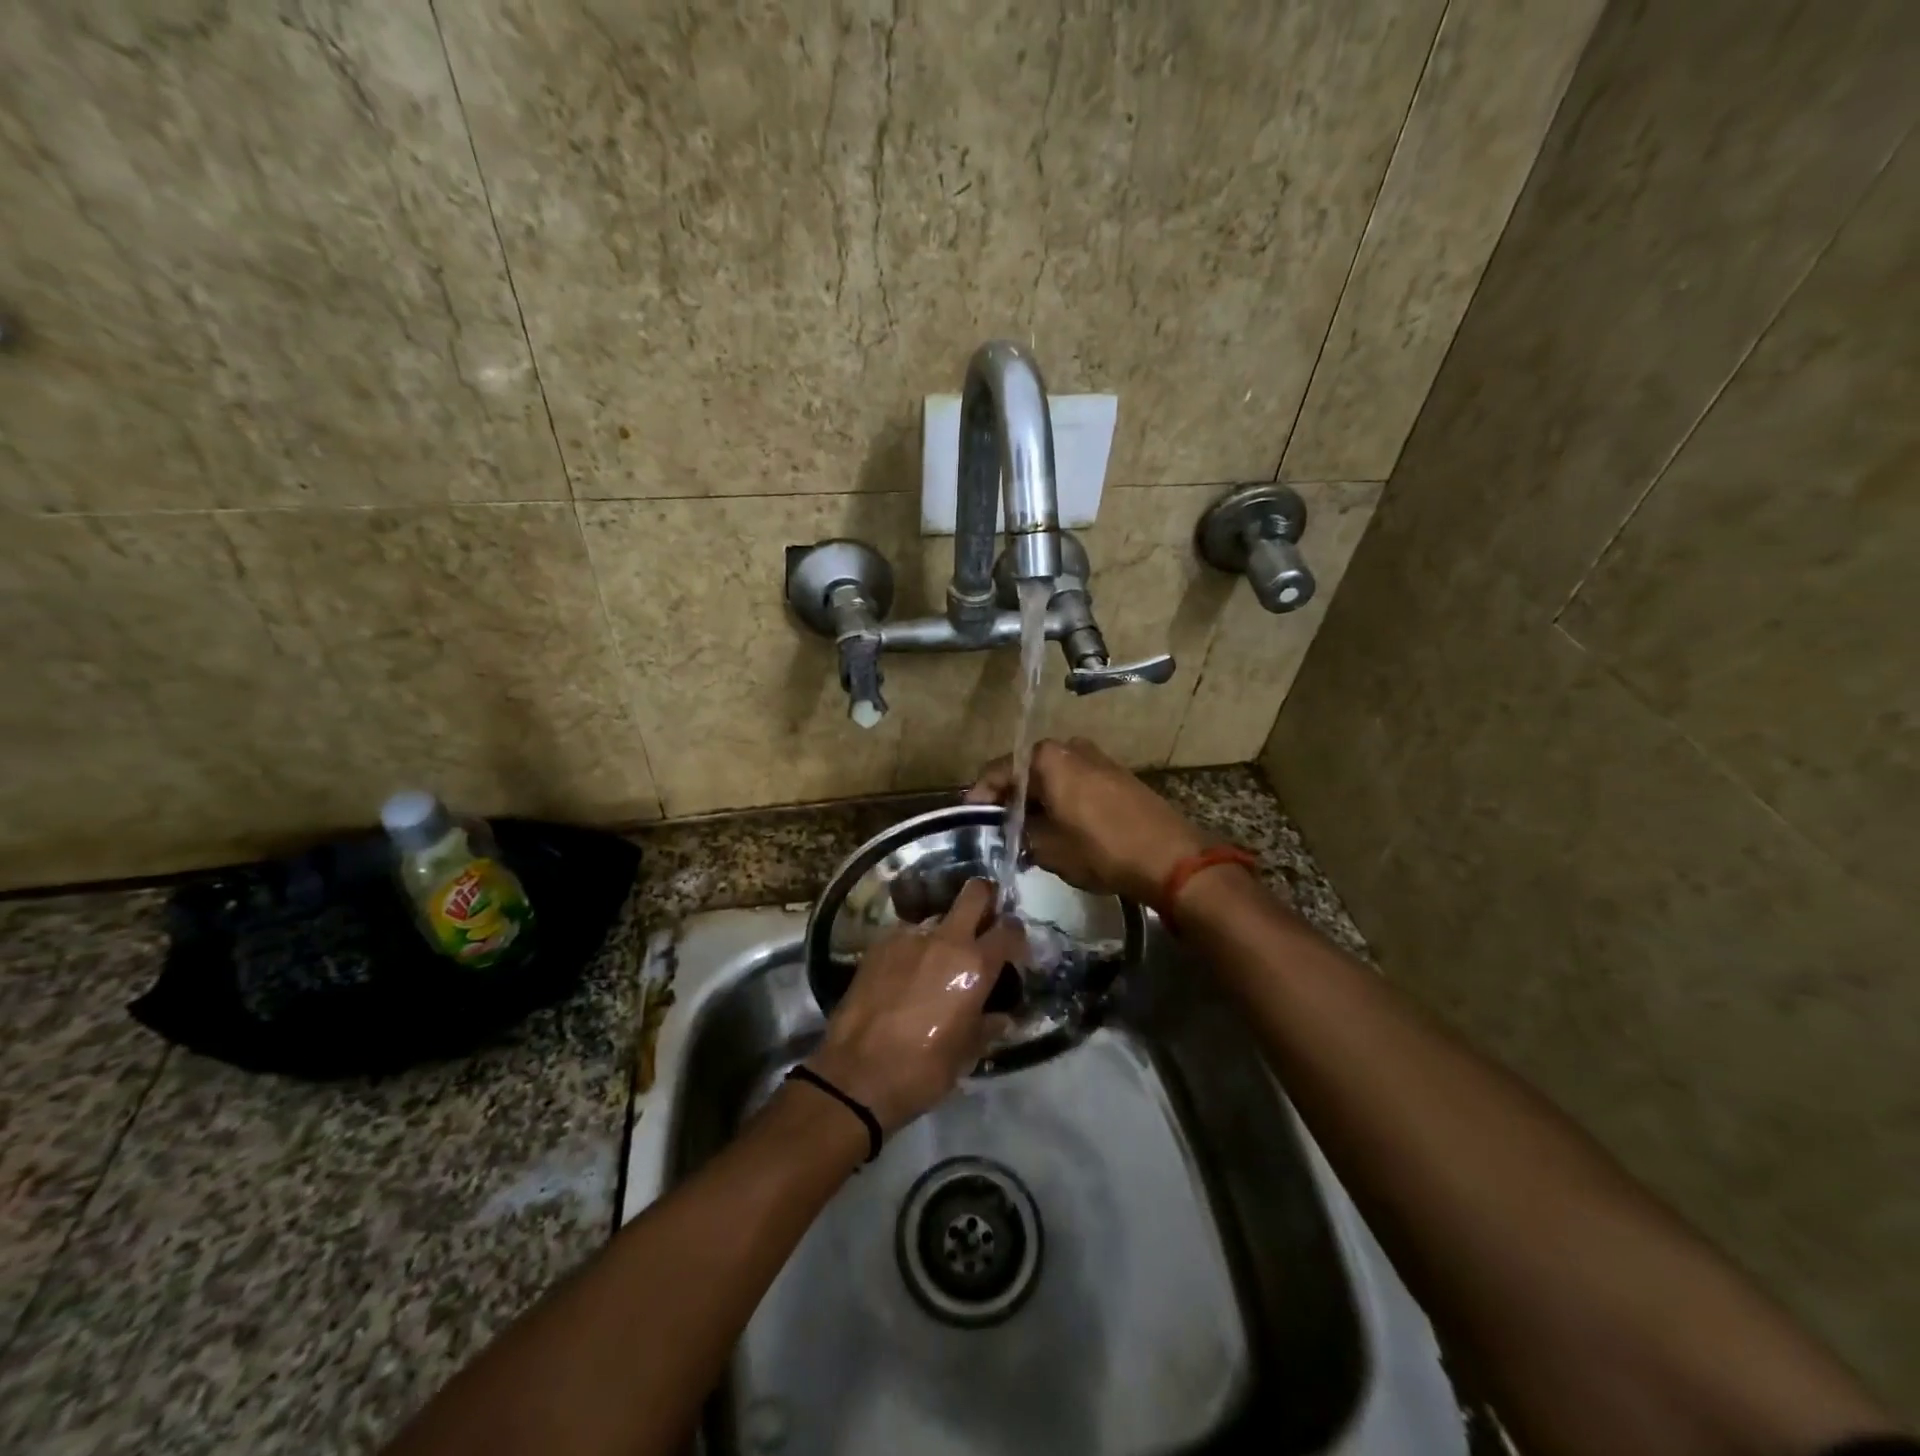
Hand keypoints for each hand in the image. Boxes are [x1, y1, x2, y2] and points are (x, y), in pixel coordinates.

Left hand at [806, 880, 1021, 1134]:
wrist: (857, 1074)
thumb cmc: (924, 1069)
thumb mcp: (967, 1053)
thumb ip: (989, 1025)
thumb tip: (1003, 1016)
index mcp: (975, 964)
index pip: (1009, 930)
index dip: (1016, 935)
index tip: (1014, 947)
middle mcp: (945, 939)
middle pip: (974, 893)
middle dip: (985, 897)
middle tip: (985, 919)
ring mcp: (909, 937)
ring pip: (937, 916)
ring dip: (945, 930)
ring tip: (938, 959)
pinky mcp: (879, 944)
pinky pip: (907, 935)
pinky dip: (915, 947)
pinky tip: (907, 972)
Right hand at [966, 737, 1209, 904]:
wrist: (1170, 857)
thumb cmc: (1100, 849)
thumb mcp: (1048, 848)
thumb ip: (1021, 833)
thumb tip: (1013, 829)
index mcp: (1048, 757)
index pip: (1000, 770)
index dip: (981, 794)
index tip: (972, 816)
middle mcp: (1072, 748)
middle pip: (1028, 769)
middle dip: (1012, 796)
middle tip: (1000, 825)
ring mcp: (1099, 759)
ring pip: (1055, 776)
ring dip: (1039, 798)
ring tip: (1029, 829)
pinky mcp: (1119, 776)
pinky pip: (1077, 783)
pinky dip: (1063, 799)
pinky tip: (1060, 825)